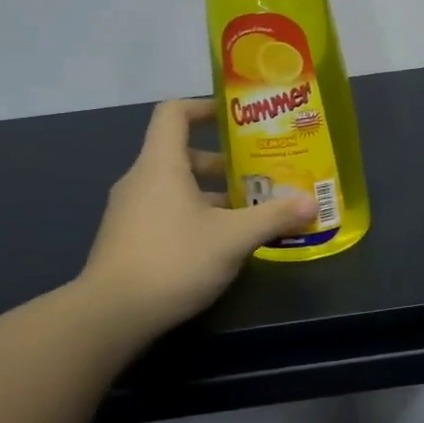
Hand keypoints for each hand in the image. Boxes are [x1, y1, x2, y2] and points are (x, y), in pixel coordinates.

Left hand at [80, 99, 316, 343]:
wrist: (110, 316)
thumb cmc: (173, 260)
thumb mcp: (233, 238)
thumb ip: (273, 217)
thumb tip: (312, 202)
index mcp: (161, 164)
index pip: (174, 113)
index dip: (204, 107)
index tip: (235, 117)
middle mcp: (141, 180)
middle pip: (181, 154)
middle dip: (222, 162)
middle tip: (258, 173)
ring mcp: (129, 212)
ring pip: (175, 188)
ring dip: (211, 194)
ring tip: (248, 211)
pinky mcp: (128, 240)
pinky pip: (165, 212)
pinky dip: (194, 216)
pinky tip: (220, 244)